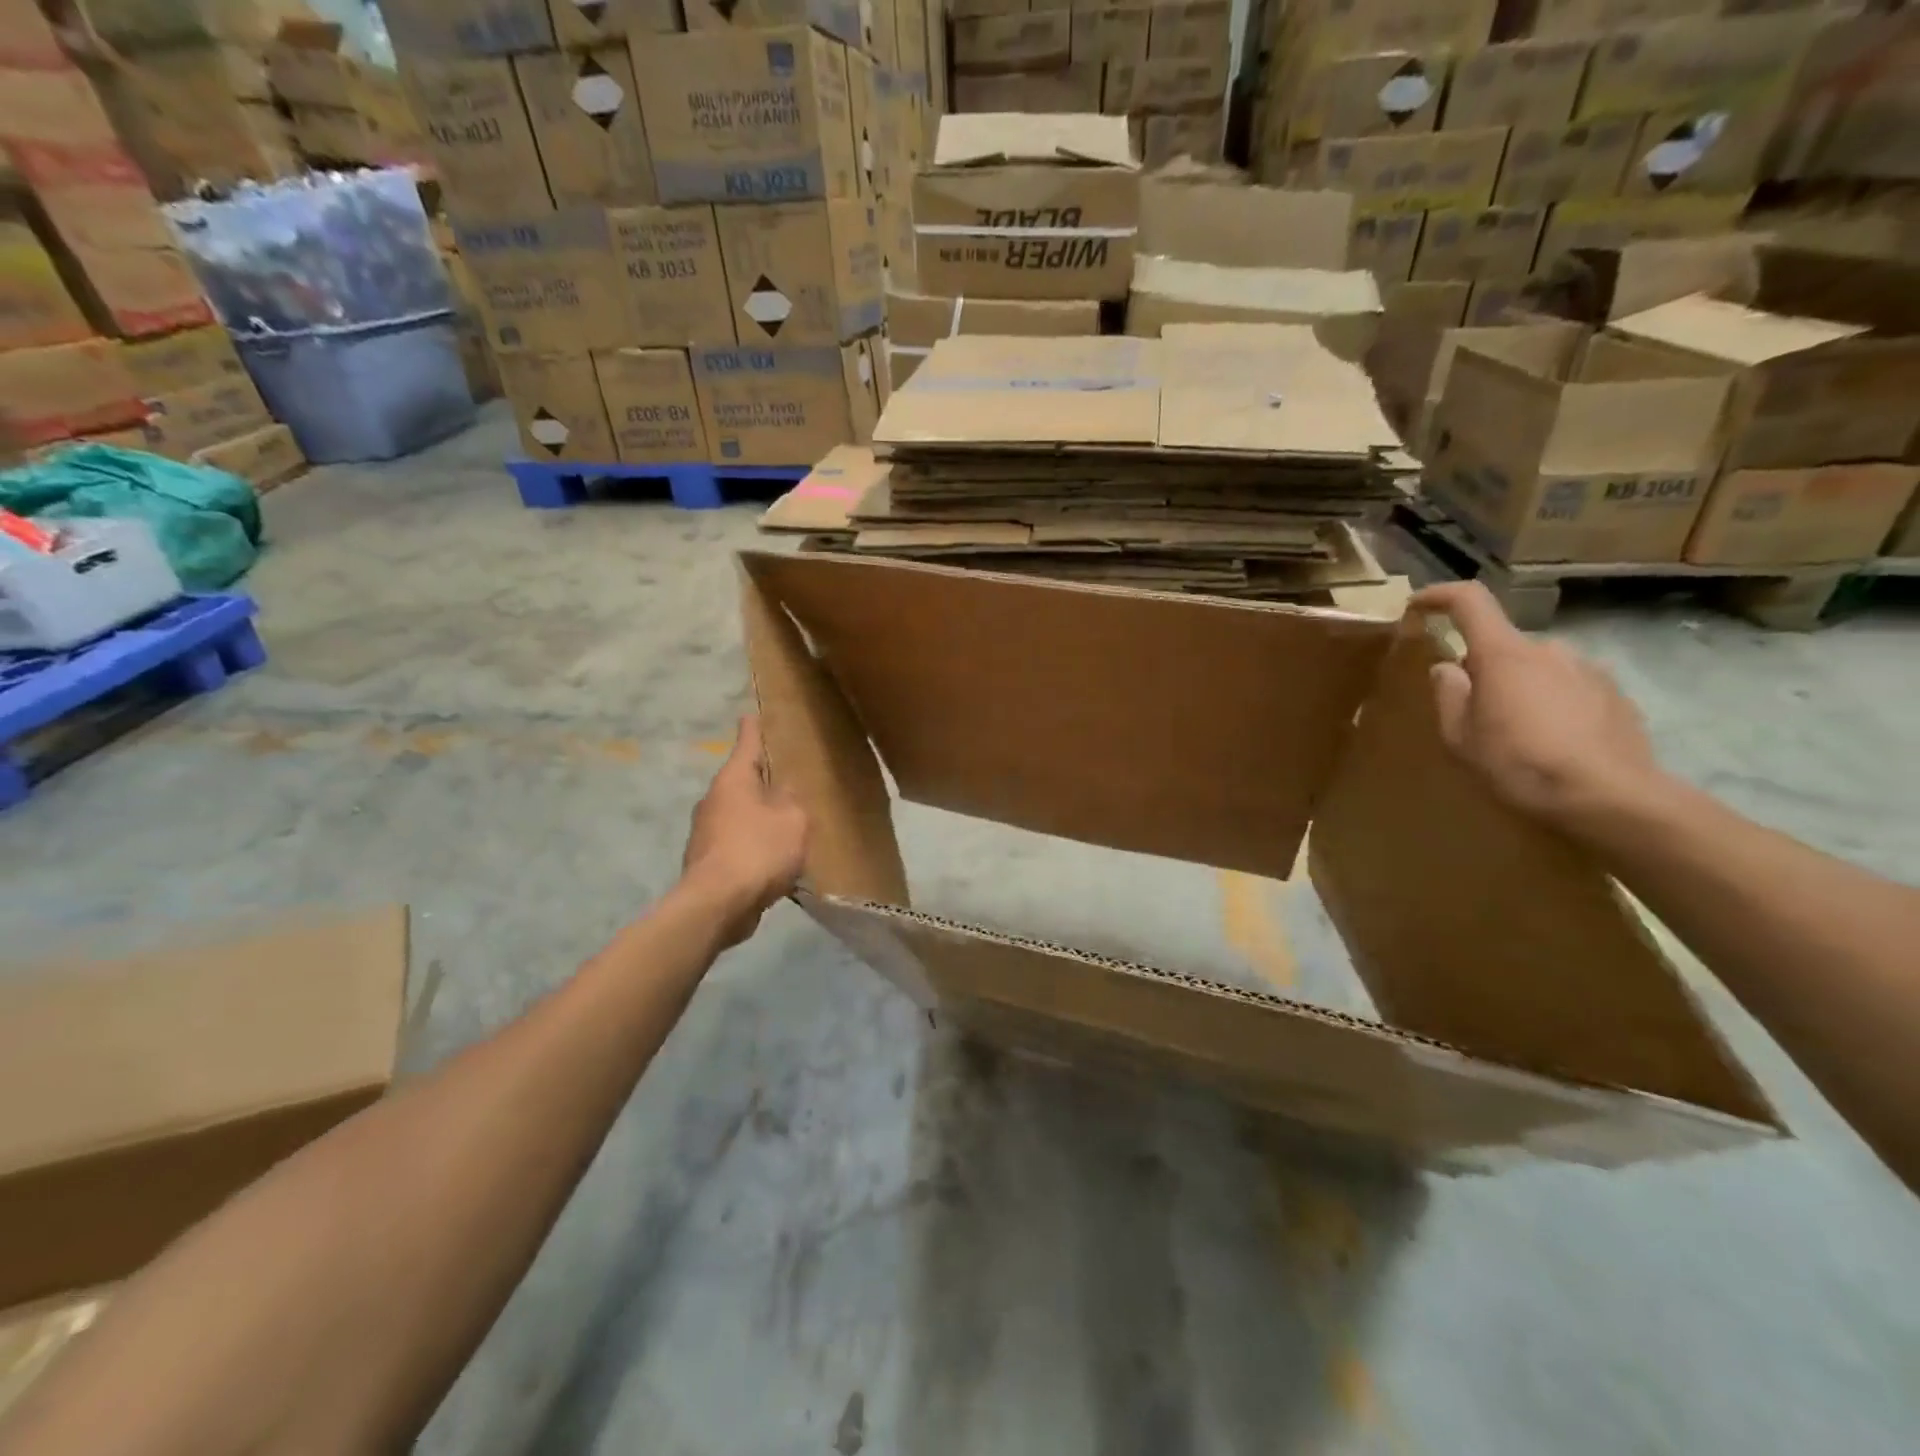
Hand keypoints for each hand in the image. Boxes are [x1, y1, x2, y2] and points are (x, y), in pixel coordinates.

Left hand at [681, 716, 807, 944]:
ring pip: (738, 815)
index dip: (753, 729)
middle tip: (786, 780)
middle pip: (741, 782)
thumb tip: (784, 793)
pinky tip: (773, 861)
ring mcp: (705, 832)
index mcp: (733, 780)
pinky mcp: (707, 862)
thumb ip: (792, 801)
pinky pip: (736, 844)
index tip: (751, 715)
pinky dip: (753, 847)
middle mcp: (713, 800)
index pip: (746, 744)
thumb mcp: (792, 819)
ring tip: (786, 825)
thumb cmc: (758, 850)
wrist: (717, 904)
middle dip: (761, 781)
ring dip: (758, 817)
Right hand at [1411, 582, 1667, 829]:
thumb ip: (1449, 695)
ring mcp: (1588, 670)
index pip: (1470, 601)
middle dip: (1483, 670)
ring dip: (1520, 689)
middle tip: (1472, 712)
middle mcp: (1549, 649)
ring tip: (1516, 734)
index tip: (1418, 606)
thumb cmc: (1519, 764)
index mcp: (1504, 654)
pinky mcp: (1616, 695)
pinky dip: (1552, 706)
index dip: (1440, 596)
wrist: (1610, 798)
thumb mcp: (1460, 737)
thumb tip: (1447, 668)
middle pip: (1503, 646)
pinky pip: (1569, 689)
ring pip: (1538, 669)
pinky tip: (1552, 744)